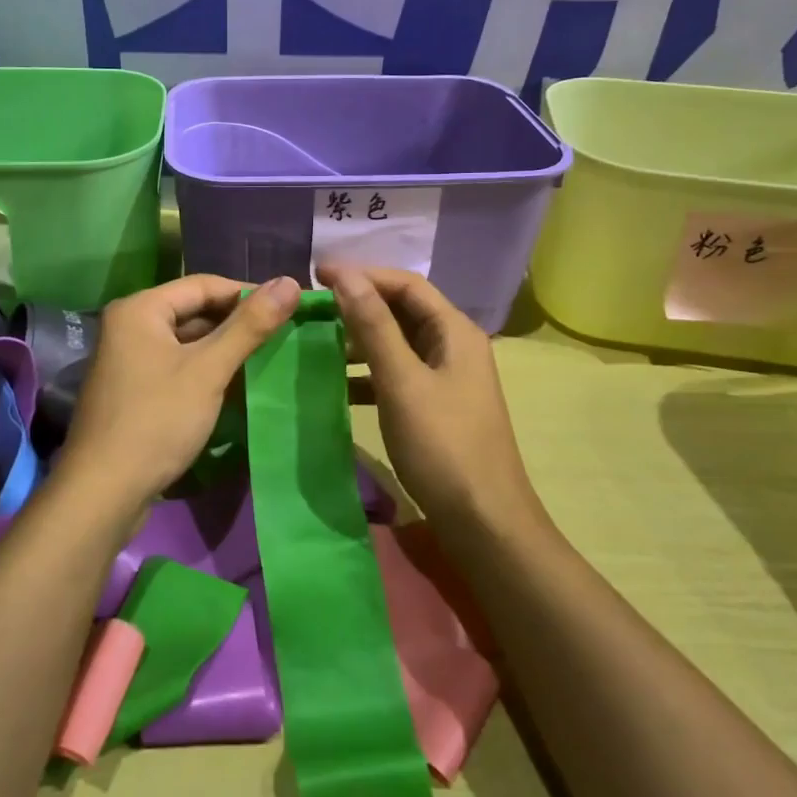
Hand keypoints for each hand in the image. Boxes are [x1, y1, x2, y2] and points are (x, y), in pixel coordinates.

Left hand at [58, 274, 301, 509]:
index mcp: (140, 309)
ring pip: (186, 341)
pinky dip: (205, 370)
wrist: (103, 492)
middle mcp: (129, 325)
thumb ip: (249, 326)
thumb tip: (291, 282)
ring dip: (223, 348)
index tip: (288, 307)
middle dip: (236, 323)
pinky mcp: (133, 389)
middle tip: (282, 334)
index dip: (247, 293)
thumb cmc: (157, 420)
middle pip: (193, 311)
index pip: (203, 285)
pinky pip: (176, 366)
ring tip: (267, 358)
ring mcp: (128, 359)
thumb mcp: (209, 370)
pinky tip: (236, 385)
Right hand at [320, 264, 533, 522]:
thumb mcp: (402, 381)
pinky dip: (367, 374)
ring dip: (359, 340)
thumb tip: (345, 275)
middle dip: (358, 305)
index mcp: (454, 331)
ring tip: (316, 342)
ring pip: (397, 343)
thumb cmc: (443, 446)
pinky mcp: (435, 406)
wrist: (484, 522)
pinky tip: (336, 385)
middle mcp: (453, 345)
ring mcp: (446, 377)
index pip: (405, 284)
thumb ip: (373, 326)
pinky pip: (396, 375)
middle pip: (402, 310)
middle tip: (312, 308)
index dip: (362, 274)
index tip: (317, 275)